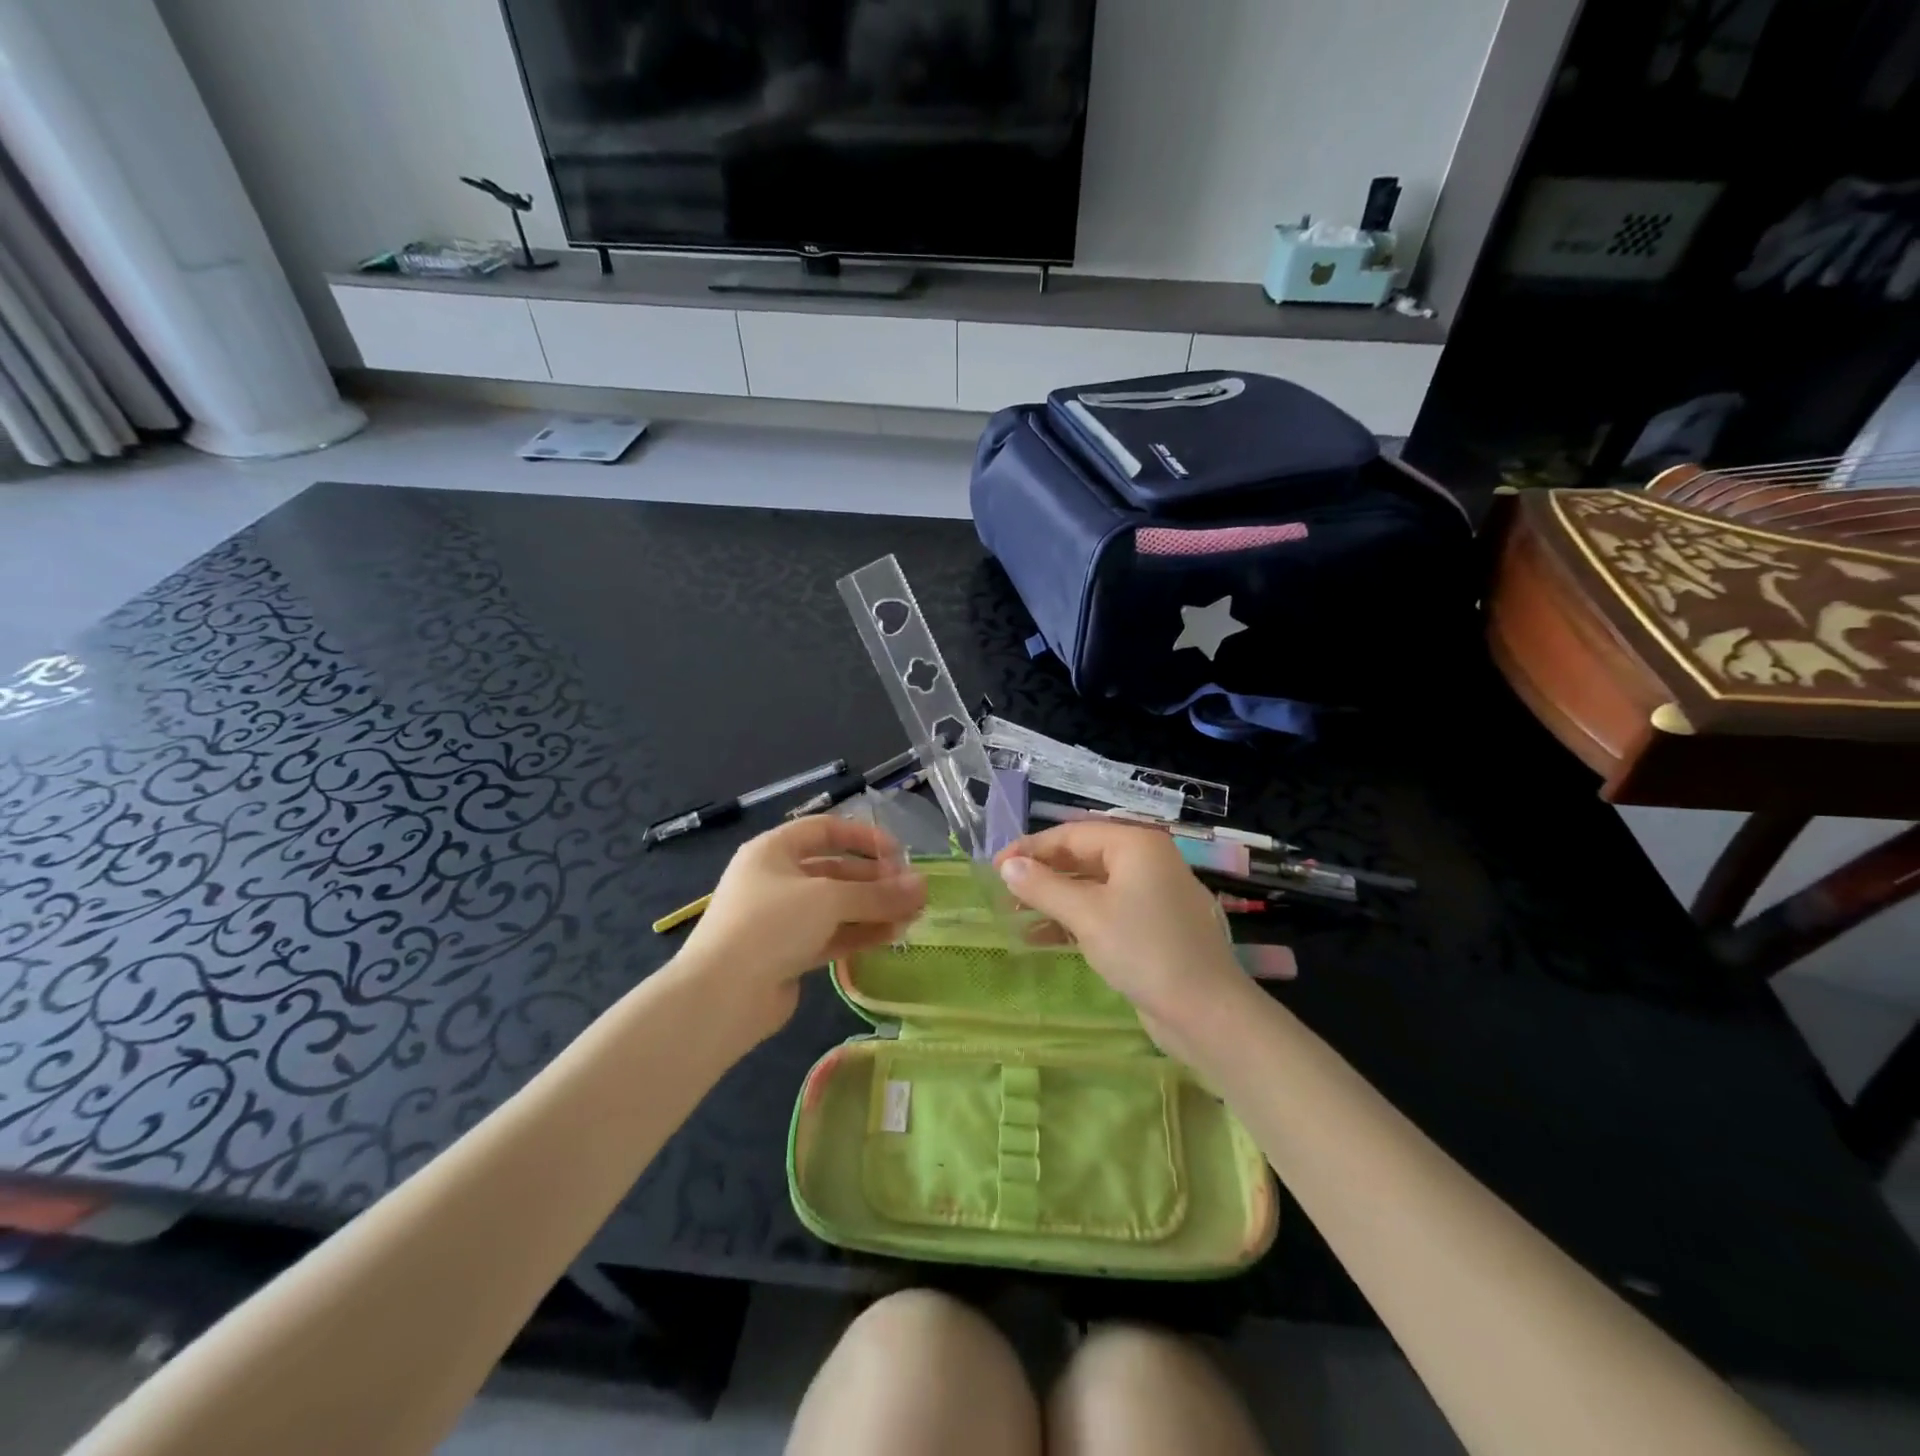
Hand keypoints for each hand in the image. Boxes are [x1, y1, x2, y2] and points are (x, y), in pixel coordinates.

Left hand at [674, 817, 925, 1039]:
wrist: (721, 996)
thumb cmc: (771, 925)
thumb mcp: (828, 899)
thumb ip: (878, 894)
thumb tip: (923, 887)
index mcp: (774, 851)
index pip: (826, 830)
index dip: (864, 838)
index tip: (899, 855)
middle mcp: (776, 879)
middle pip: (834, 870)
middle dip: (875, 880)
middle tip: (913, 892)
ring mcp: (781, 919)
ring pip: (835, 906)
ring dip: (872, 908)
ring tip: (912, 916)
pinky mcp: (788, 954)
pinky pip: (830, 935)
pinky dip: (859, 933)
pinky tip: (891, 936)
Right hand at [994, 822, 1254, 1060]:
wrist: (1205, 1012)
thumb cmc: (1143, 949)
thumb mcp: (1086, 914)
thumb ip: (1043, 886)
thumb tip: (1007, 865)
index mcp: (1136, 844)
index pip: (1072, 834)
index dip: (1031, 848)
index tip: (995, 867)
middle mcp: (1146, 861)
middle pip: (1082, 856)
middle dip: (1042, 873)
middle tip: (1004, 891)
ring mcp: (1151, 895)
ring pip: (1091, 886)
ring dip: (1054, 898)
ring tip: (1015, 913)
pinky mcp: (1151, 926)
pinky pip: (1104, 910)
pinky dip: (1074, 919)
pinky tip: (1042, 936)